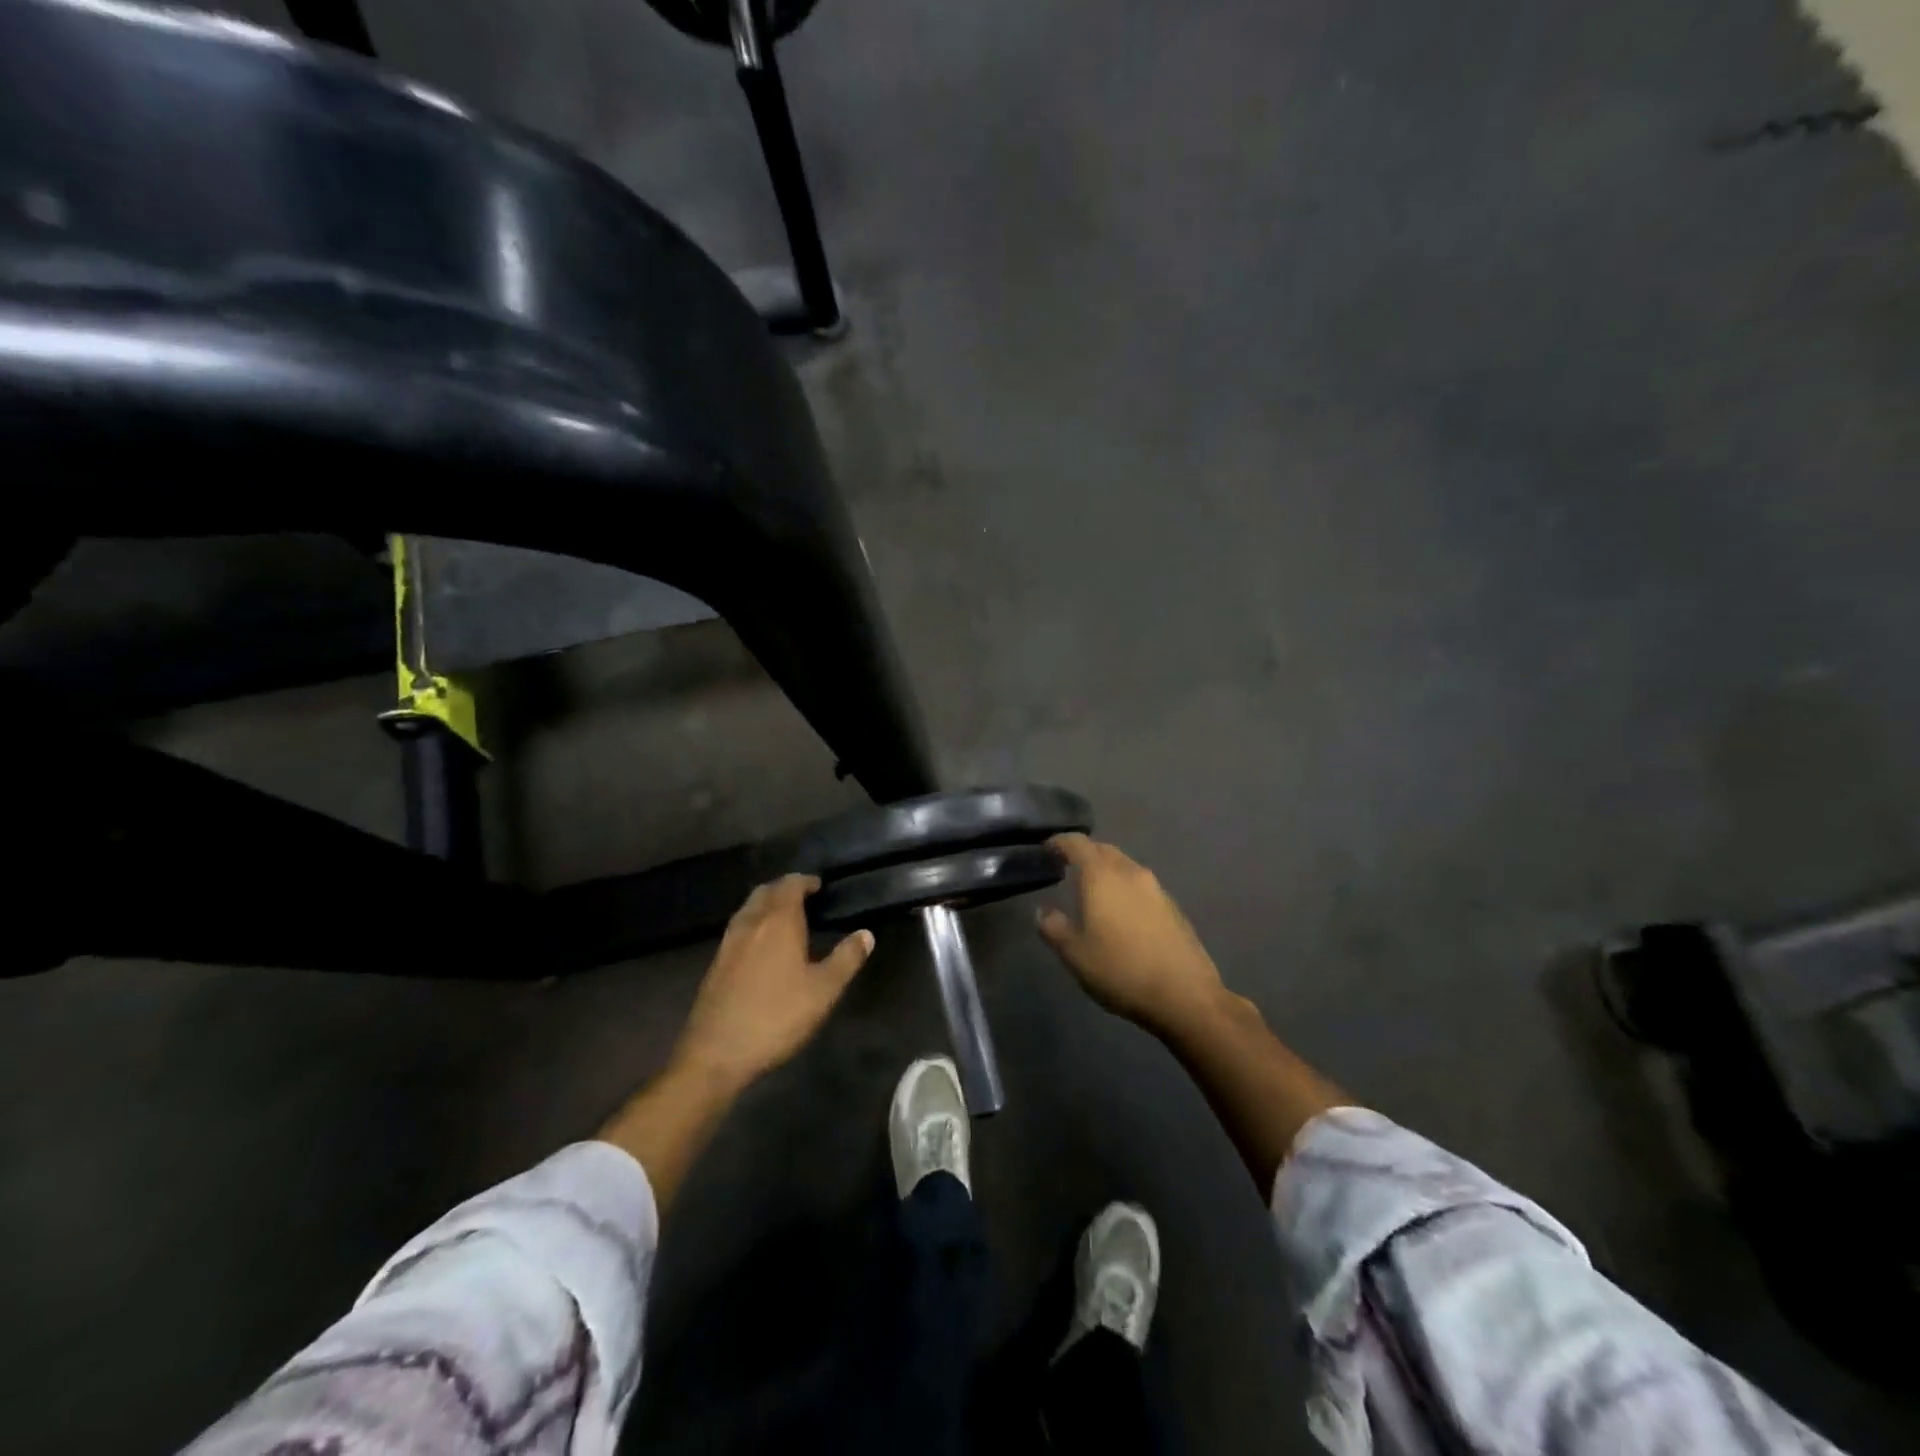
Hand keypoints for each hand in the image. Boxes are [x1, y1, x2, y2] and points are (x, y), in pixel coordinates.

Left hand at [669, 875, 873, 1092]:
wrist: (716, 1053)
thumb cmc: (776, 1017)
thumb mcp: (823, 991)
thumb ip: (846, 959)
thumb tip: (866, 934)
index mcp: (778, 921)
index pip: (790, 885)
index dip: (805, 881)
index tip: (820, 886)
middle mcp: (750, 923)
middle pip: (766, 891)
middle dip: (784, 889)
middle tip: (805, 899)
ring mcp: (728, 943)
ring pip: (749, 909)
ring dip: (767, 905)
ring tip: (786, 919)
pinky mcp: (716, 964)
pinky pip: (738, 929)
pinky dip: (754, 924)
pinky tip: (763, 947)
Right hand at [1038, 834, 1227, 1034]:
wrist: (1185, 996)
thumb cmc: (1121, 970)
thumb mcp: (1076, 955)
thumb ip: (1054, 928)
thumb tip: (1042, 912)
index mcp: (1102, 876)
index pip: (1077, 843)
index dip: (1059, 842)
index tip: (1046, 850)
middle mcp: (1131, 872)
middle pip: (1104, 850)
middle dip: (1085, 854)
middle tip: (1067, 870)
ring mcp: (1157, 889)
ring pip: (1125, 867)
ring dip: (1107, 872)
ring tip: (1093, 893)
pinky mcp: (1174, 908)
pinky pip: (1142, 887)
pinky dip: (1126, 890)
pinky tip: (1122, 915)